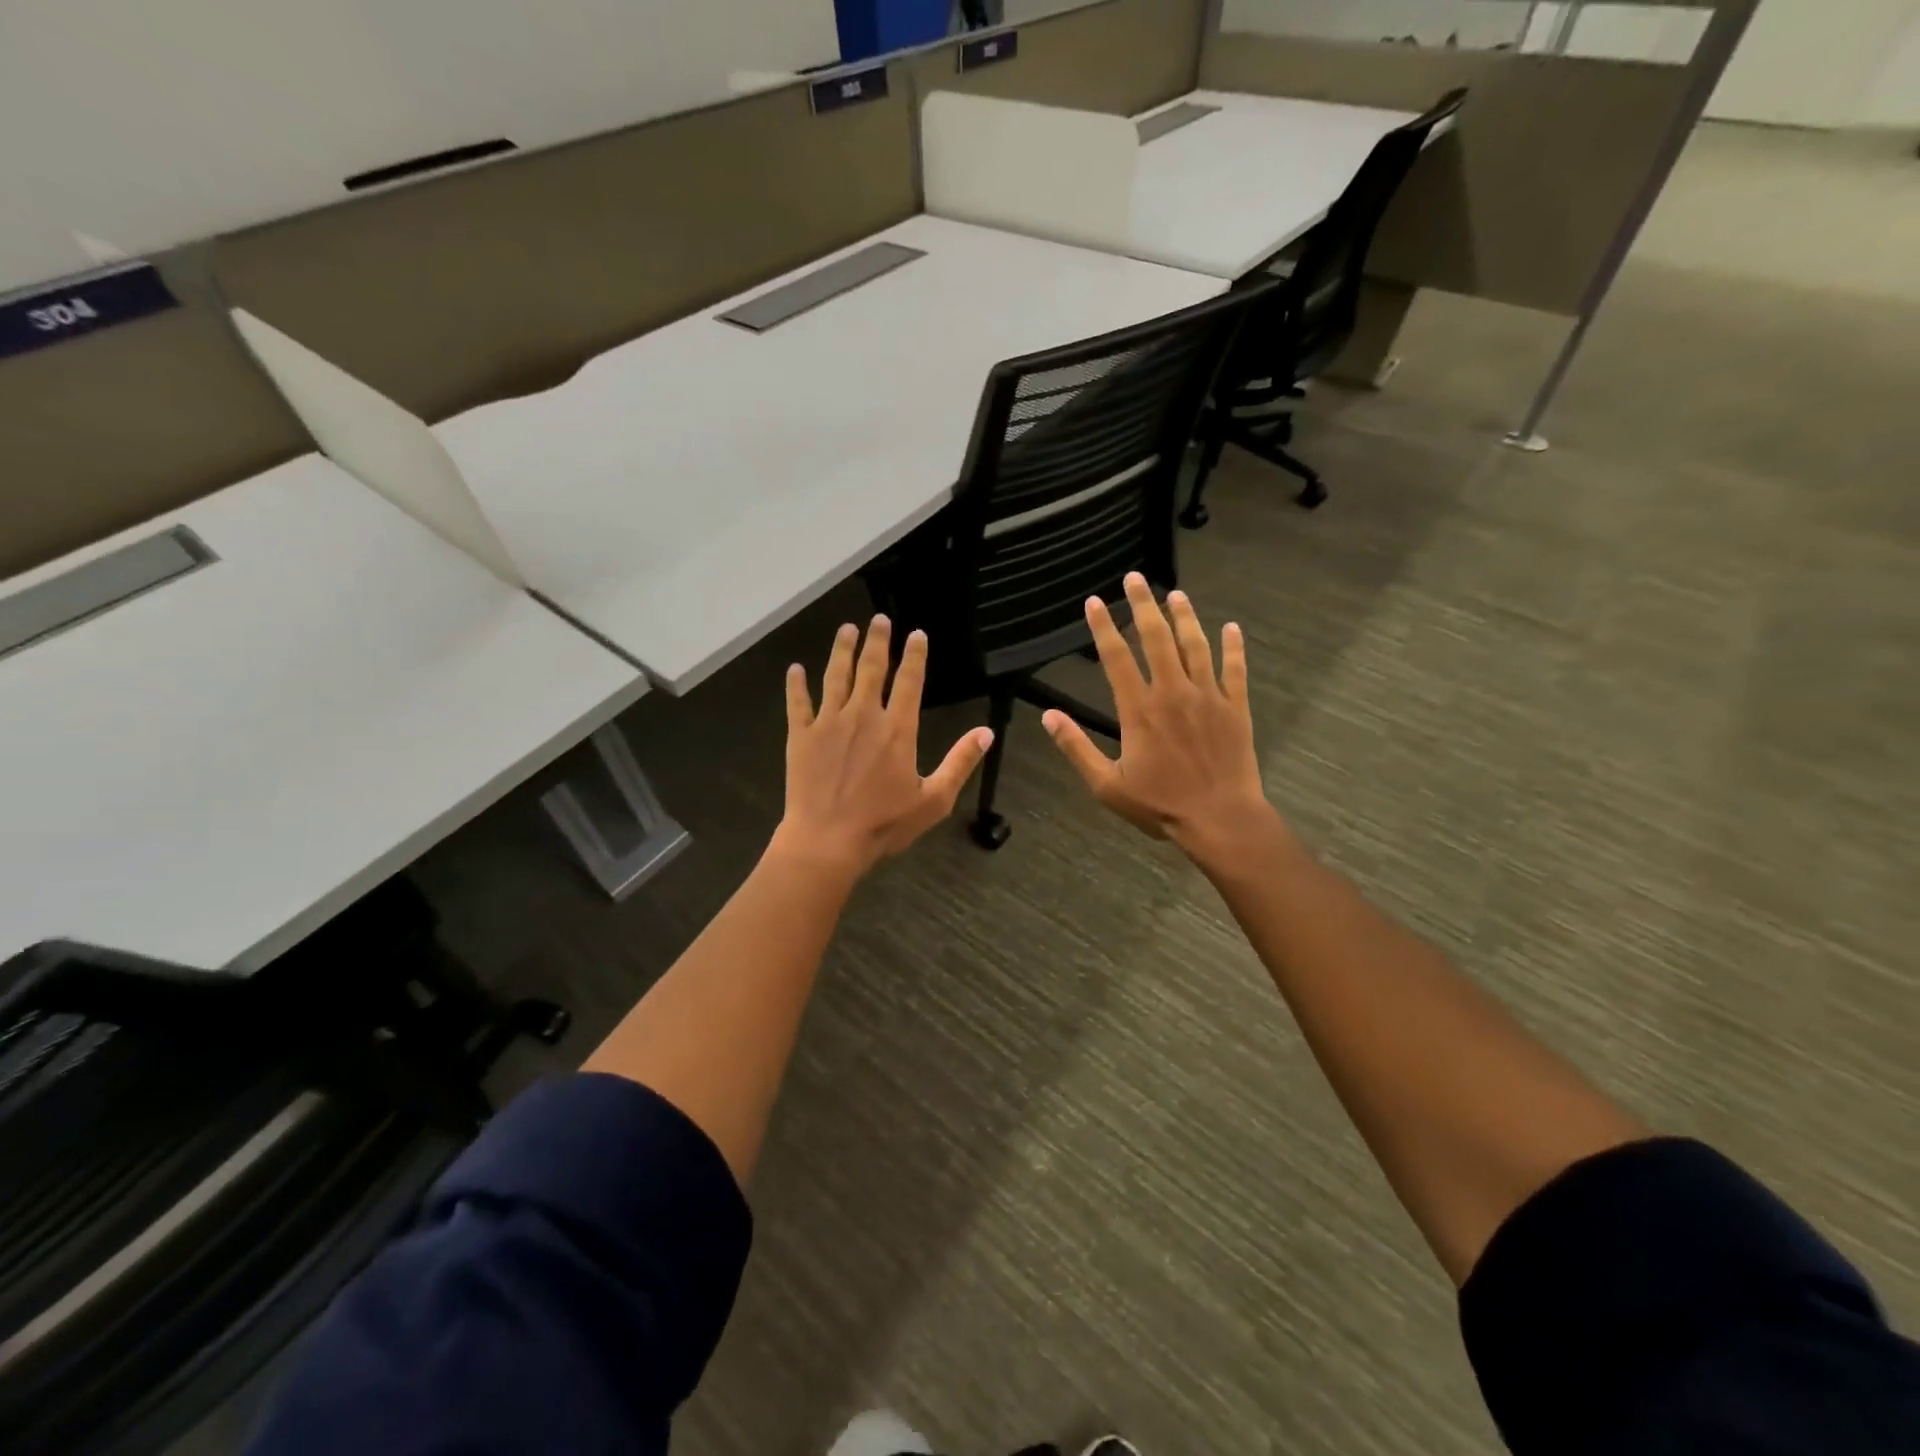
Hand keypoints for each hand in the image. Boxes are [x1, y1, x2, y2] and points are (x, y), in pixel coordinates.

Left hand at [773, 616, 993, 878]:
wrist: (828, 840)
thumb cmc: (884, 824)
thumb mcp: (934, 800)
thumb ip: (960, 762)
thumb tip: (986, 733)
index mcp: (897, 729)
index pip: (909, 681)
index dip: (914, 655)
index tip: (916, 633)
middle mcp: (863, 715)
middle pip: (871, 668)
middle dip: (877, 640)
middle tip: (879, 619)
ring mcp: (829, 723)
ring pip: (836, 676)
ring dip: (842, 650)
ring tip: (846, 629)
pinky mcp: (801, 736)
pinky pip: (798, 703)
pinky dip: (796, 684)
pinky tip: (795, 669)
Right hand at [1043, 573, 1280, 867]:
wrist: (1220, 818)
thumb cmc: (1160, 805)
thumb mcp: (1107, 785)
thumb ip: (1076, 748)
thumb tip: (1048, 717)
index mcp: (1139, 710)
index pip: (1116, 658)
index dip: (1103, 627)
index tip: (1094, 601)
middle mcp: (1173, 692)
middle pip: (1156, 638)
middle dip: (1144, 605)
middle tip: (1136, 578)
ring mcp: (1208, 697)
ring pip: (1195, 645)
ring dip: (1185, 617)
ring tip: (1176, 594)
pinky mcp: (1236, 707)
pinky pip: (1235, 669)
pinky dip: (1233, 647)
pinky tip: (1232, 628)